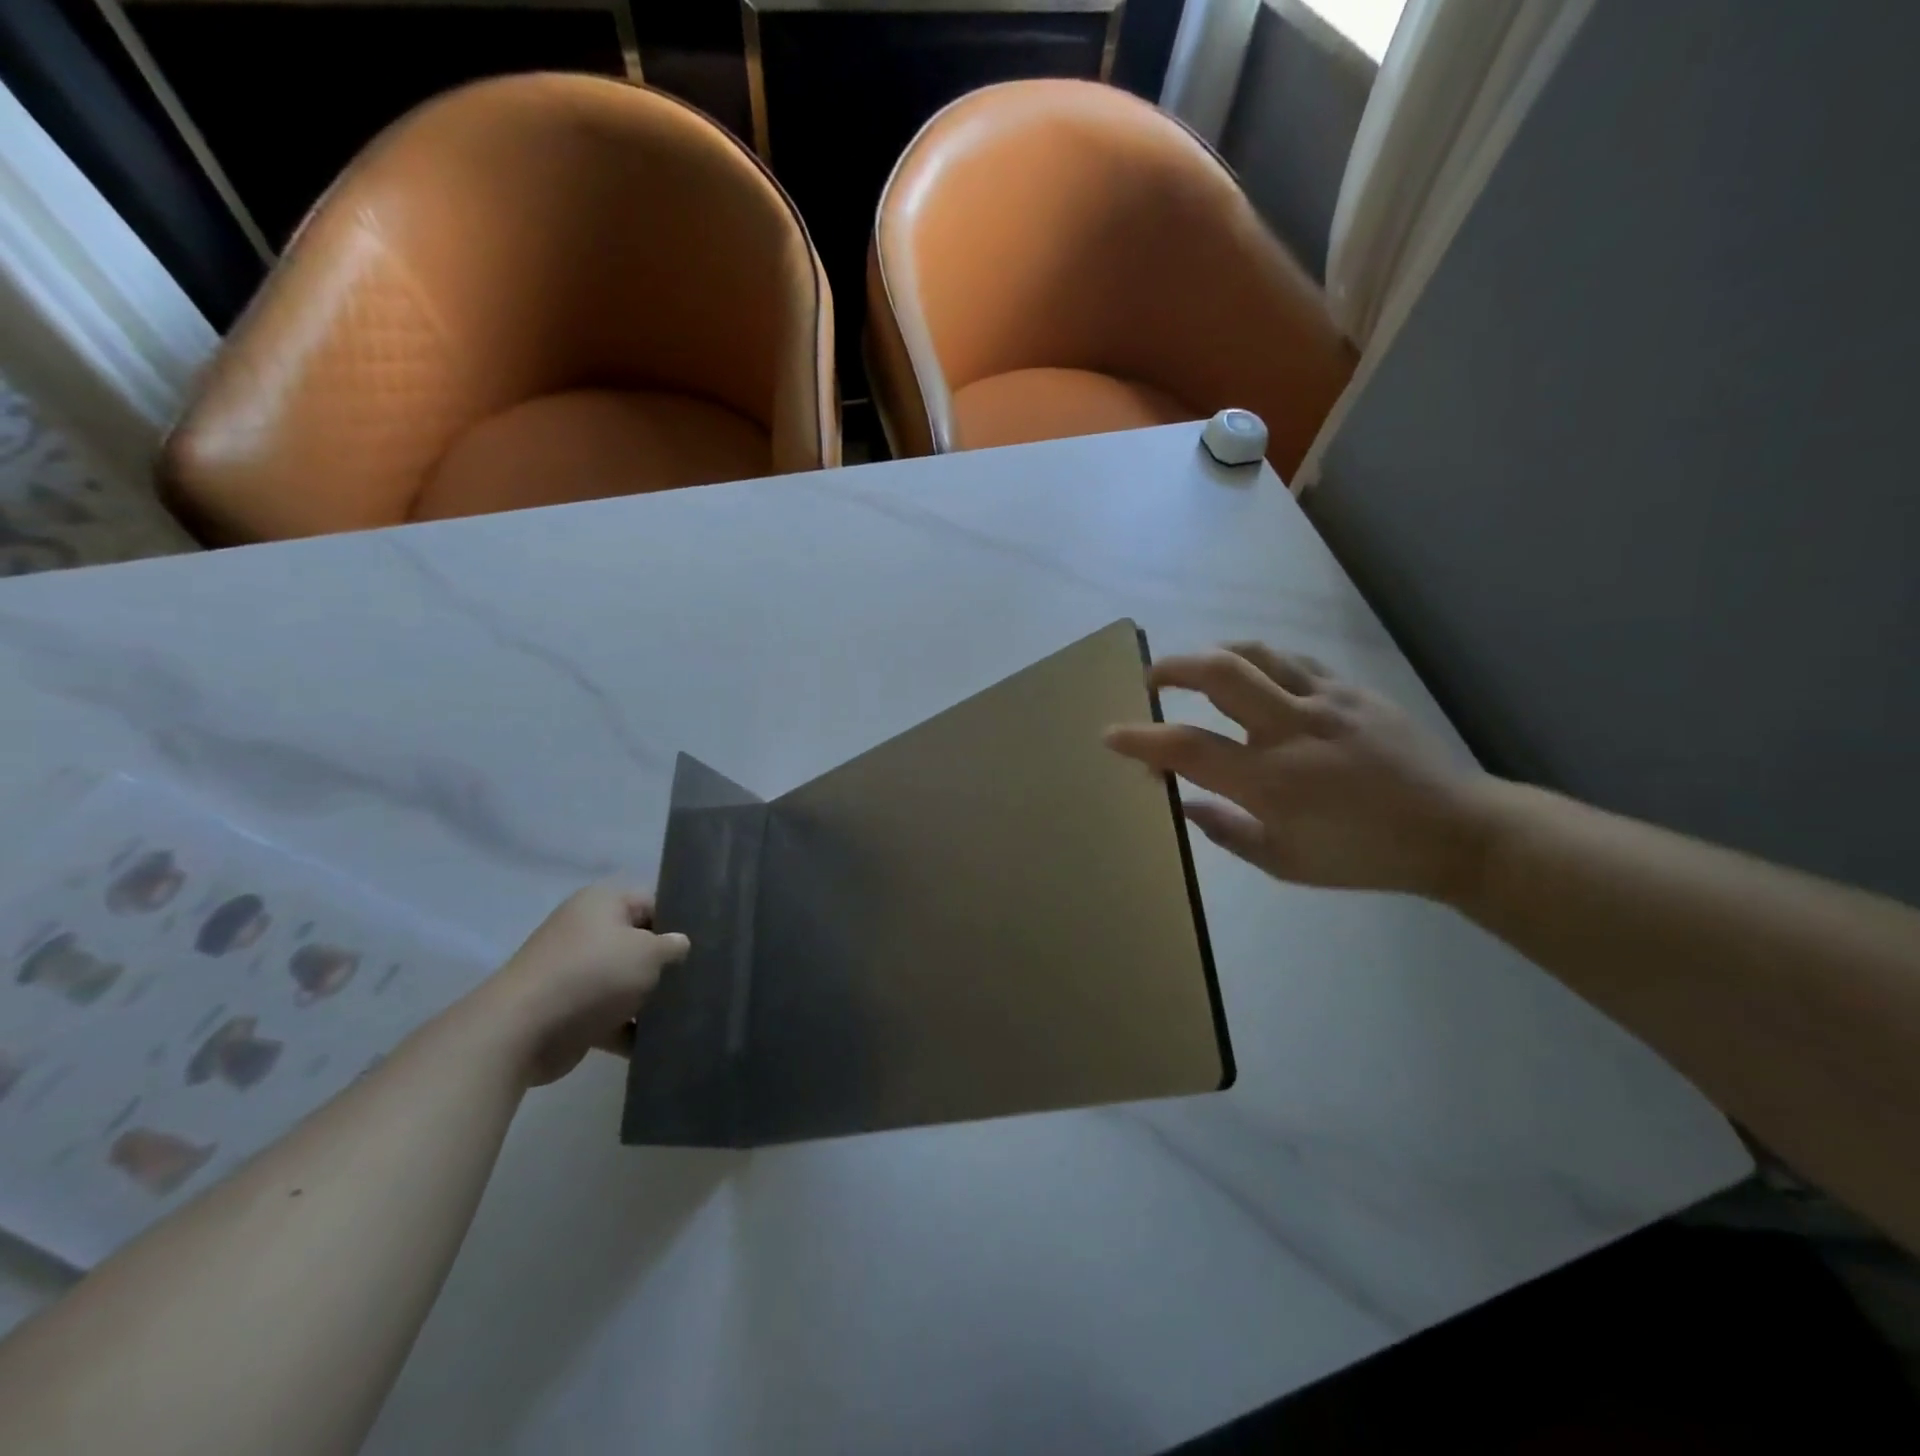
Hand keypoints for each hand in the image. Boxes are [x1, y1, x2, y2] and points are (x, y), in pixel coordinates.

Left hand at [480, 885, 690, 1085]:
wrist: (522, 1031)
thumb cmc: (593, 974)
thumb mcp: (648, 953)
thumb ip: (672, 947)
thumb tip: (680, 945)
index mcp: (603, 903)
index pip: (653, 903)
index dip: (679, 923)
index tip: (704, 946)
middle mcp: (587, 931)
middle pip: (639, 944)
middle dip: (665, 965)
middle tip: (698, 979)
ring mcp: (576, 972)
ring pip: (626, 982)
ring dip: (650, 1000)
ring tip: (687, 1013)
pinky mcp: (570, 1011)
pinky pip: (611, 1015)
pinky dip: (630, 1029)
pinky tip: (659, 1043)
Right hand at [1105, 643, 1494, 900]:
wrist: (1455, 831)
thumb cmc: (1363, 856)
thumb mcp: (1284, 863)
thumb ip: (1226, 831)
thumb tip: (1184, 802)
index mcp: (1272, 781)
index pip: (1187, 749)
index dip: (1141, 740)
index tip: (1111, 735)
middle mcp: (1293, 729)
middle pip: (1219, 673)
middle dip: (1172, 668)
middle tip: (1151, 680)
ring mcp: (1327, 702)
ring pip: (1256, 653)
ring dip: (1214, 655)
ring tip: (1198, 670)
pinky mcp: (1353, 690)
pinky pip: (1293, 662)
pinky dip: (1260, 663)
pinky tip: (1256, 678)